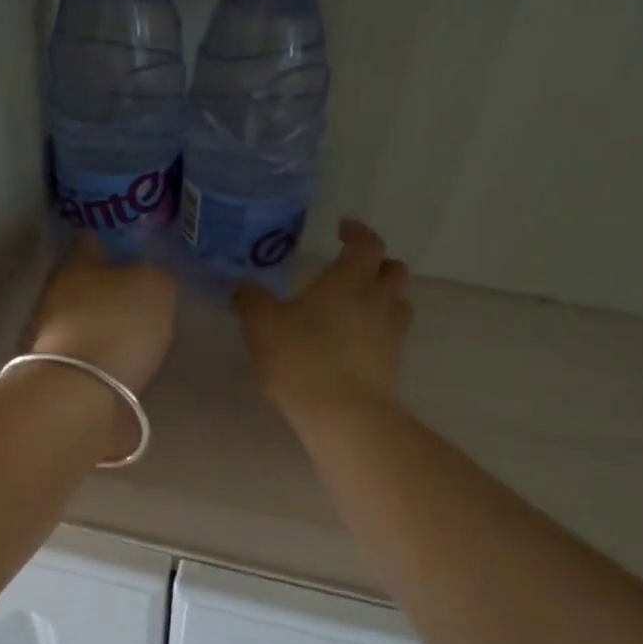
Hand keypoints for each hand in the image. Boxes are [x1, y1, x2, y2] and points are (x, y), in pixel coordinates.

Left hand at [29, 234, 178, 392]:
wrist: (82, 391)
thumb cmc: (119, 324)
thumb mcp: (156, 287)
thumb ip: (156, 275)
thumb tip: (150, 278)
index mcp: (76, 261)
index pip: (96, 239)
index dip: (119, 242)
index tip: (141, 250)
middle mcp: (56, 291)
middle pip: (87, 280)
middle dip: (111, 286)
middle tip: (141, 294)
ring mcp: (50, 332)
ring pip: (84, 316)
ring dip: (105, 321)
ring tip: (135, 332)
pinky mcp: (57, 368)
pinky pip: (86, 350)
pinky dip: (102, 352)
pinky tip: (122, 360)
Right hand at [233, 220, 412, 418]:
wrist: (340, 413)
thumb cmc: (300, 358)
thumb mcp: (262, 325)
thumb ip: (252, 301)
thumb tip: (243, 288)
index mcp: (350, 280)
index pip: (367, 243)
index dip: (357, 233)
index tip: (343, 230)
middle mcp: (378, 300)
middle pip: (394, 270)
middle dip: (377, 264)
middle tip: (355, 269)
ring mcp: (390, 334)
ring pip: (399, 304)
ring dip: (384, 298)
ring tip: (360, 306)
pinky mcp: (392, 365)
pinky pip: (392, 337)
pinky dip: (379, 331)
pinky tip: (357, 343)